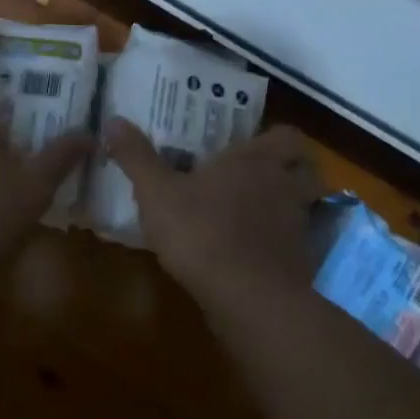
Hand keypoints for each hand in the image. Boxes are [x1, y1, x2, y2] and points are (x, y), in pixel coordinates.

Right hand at [103, 120, 323, 295]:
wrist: (248, 298)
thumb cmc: (201, 231)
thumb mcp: (157, 193)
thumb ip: (137, 157)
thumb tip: (113, 120)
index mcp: (256, 159)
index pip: (287, 135)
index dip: (277, 137)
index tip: (256, 143)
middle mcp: (285, 185)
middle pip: (306, 169)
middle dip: (291, 170)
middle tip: (263, 176)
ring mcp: (299, 224)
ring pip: (304, 205)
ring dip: (288, 206)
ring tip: (259, 214)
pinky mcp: (302, 261)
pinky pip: (298, 243)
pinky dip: (284, 244)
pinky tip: (258, 253)